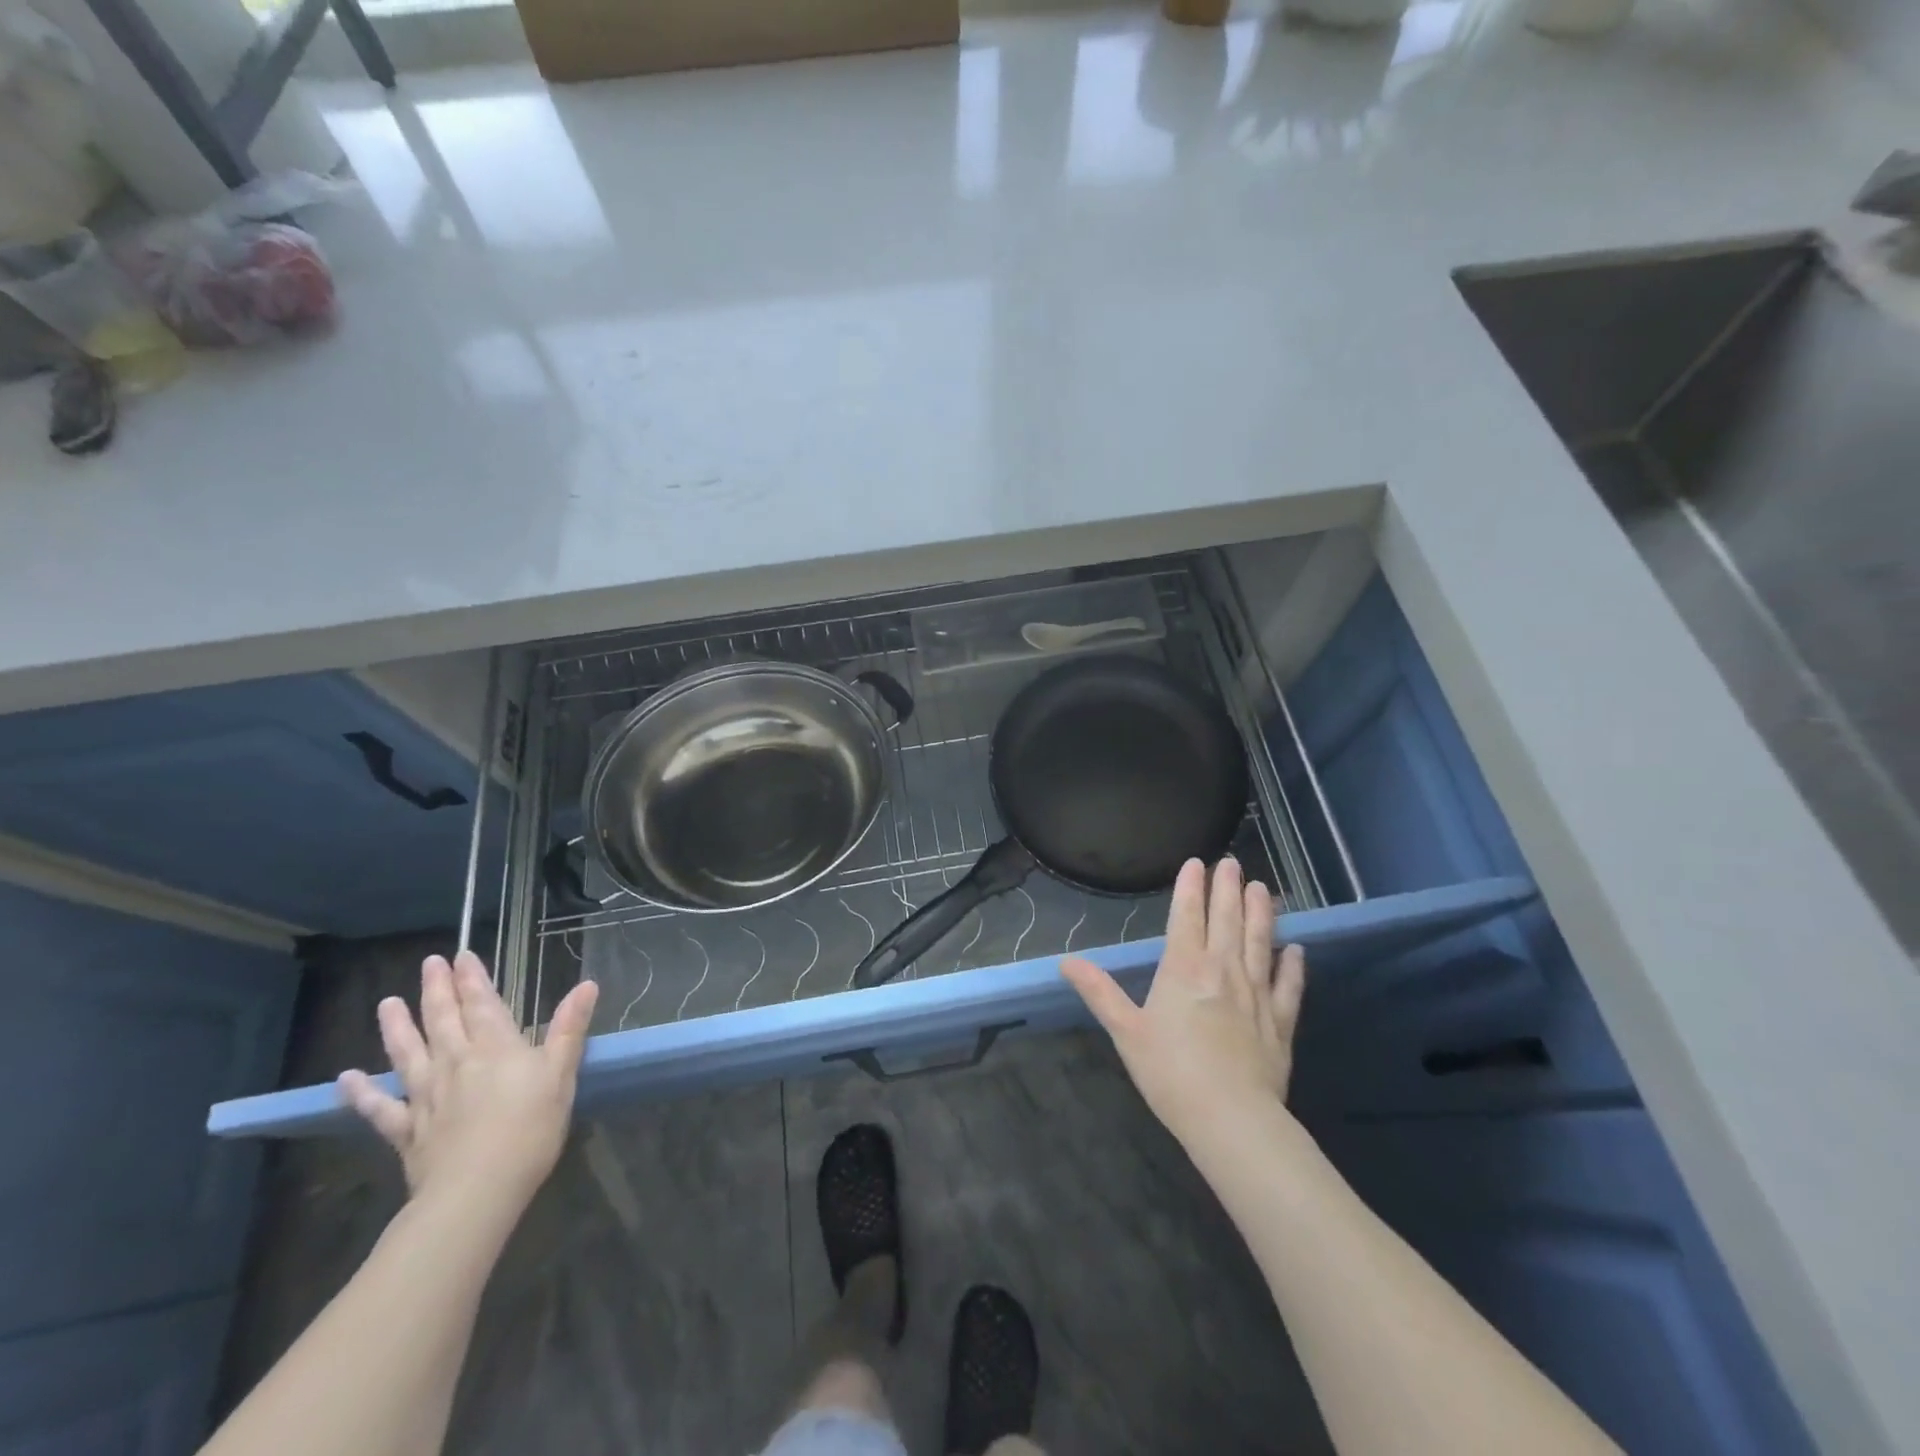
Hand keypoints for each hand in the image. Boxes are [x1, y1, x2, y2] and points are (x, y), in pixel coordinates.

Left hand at [338, 951, 598, 1219]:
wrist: (477, 1191)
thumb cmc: (530, 1128)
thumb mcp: (561, 1074)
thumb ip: (569, 1029)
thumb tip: (587, 985)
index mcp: (496, 1047)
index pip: (482, 1004)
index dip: (473, 979)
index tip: (461, 955)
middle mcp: (457, 1062)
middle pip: (443, 1020)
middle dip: (436, 990)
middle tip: (428, 964)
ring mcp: (428, 1096)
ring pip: (409, 1054)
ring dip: (397, 1028)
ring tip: (386, 1003)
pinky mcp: (408, 1131)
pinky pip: (382, 1109)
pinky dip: (362, 1094)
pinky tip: (347, 1080)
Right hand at [1061, 857, 1304, 1146]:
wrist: (1232, 1120)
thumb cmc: (1170, 1073)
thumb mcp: (1126, 1031)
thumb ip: (1099, 991)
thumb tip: (1066, 961)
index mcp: (1184, 969)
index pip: (1187, 916)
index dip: (1191, 887)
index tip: (1197, 863)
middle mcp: (1223, 970)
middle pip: (1227, 920)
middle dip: (1228, 889)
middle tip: (1233, 863)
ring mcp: (1257, 994)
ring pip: (1260, 942)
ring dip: (1261, 913)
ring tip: (1264, 889)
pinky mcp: (1281, 1022)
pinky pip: (1289, 986)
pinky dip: (1293, 966)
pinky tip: (1297, 950)